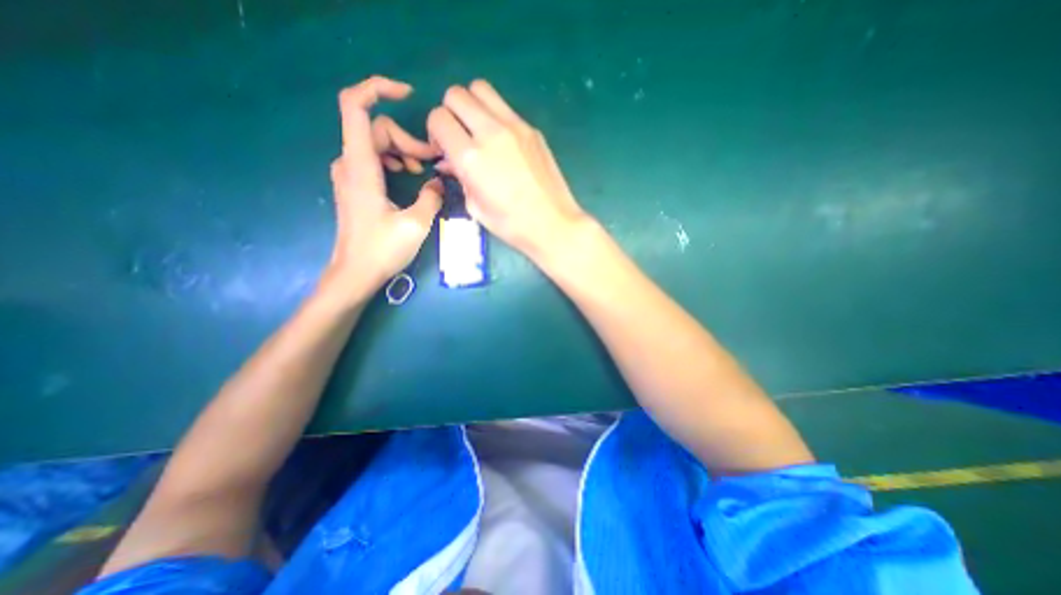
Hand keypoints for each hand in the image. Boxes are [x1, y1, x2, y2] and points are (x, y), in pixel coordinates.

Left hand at [319, 75, 444, 302]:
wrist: (355, 273)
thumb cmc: (383, 250)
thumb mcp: (416, 224)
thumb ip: (431, 197)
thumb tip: (439, 182)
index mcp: (361, 166)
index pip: (356, 106)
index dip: (378, 89)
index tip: (407, 94)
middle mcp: (350, 162)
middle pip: (377, 128)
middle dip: (407, 139)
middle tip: (431, 162)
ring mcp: (350, 174)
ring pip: (377, 143)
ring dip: (402, 151)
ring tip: (421, 171)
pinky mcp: (355, 185)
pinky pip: (373, 158)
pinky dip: (393, 160)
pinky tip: (407, 177)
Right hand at [427, 79, 588, 260]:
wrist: (553, 223)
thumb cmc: (512, 224)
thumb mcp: (475, 207)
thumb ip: (459, 177)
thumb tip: (448, 160)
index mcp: (471, 157)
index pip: (437, 118)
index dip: (435, 132)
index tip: (444, 150)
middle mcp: (490, 132)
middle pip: (456, 94)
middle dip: (450, 113)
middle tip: (459, 137)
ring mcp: (515, 126)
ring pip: (480, 89)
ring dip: (472, 105)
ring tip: (478, 132)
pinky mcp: (532, 129)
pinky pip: (504, 107)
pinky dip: (494, 115)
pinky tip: (502, 142)